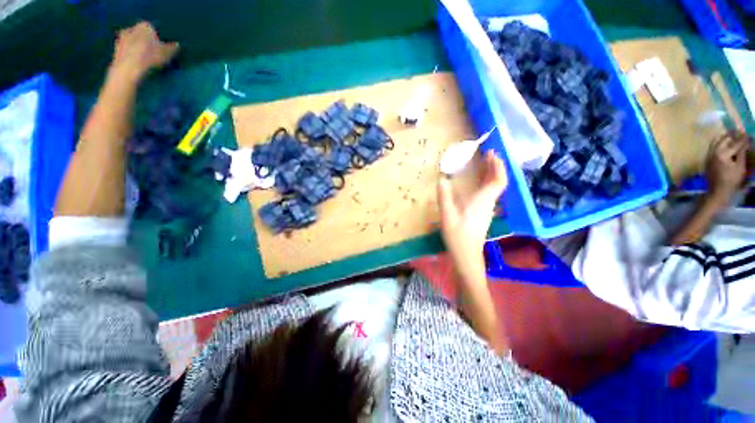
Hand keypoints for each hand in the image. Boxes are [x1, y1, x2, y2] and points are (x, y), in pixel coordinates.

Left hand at [111, 22, 178, 82]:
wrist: (128, 69)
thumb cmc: (150, 57)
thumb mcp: (168, 54)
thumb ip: (173, 48)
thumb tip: (177, 45)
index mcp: (144, 25)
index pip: (153, 29)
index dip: (158, 38)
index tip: (162, 48)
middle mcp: (131, 28)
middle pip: (142, 35)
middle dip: (147, 43)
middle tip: (155, 54)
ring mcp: (121, 38)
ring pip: (133, 43)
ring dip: (138, 50)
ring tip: (147, 61)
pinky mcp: (115, 50)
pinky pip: (127, 52)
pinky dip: (132, 57)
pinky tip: (137, 65)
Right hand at [437, 150, 507, 275]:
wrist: (467, 255)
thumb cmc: (458, 236)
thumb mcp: (447, 215)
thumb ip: (444, 197)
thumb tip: (442, 179)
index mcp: (482, 201)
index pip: (498, 181)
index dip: (498, 166)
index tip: (492, 154)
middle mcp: (488, 204)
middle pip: (498, 182)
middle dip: (495, 167)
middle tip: (487, 155)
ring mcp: (487, 209)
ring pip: (494, 188)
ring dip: (491, 174)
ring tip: (483, 164)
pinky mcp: (483, 214)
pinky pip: (489, 194)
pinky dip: (486, 183)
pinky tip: (477, 183)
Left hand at [706, 131, 750, 205]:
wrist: (717, 191)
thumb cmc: (731, 180)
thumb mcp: (740, 167)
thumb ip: (742, 153)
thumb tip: (746, 143)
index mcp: (722, 154)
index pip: (735, 144)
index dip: (743, 139)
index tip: (748, 134)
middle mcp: (713, 153)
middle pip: (724, 139)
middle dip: (732, 135)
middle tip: (740, 132)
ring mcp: (708, 155)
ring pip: (716, 141)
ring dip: (724, 137)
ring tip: (732, 135)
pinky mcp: (706, 159)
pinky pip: (712, 147)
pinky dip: (719, 142)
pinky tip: (725, 142)